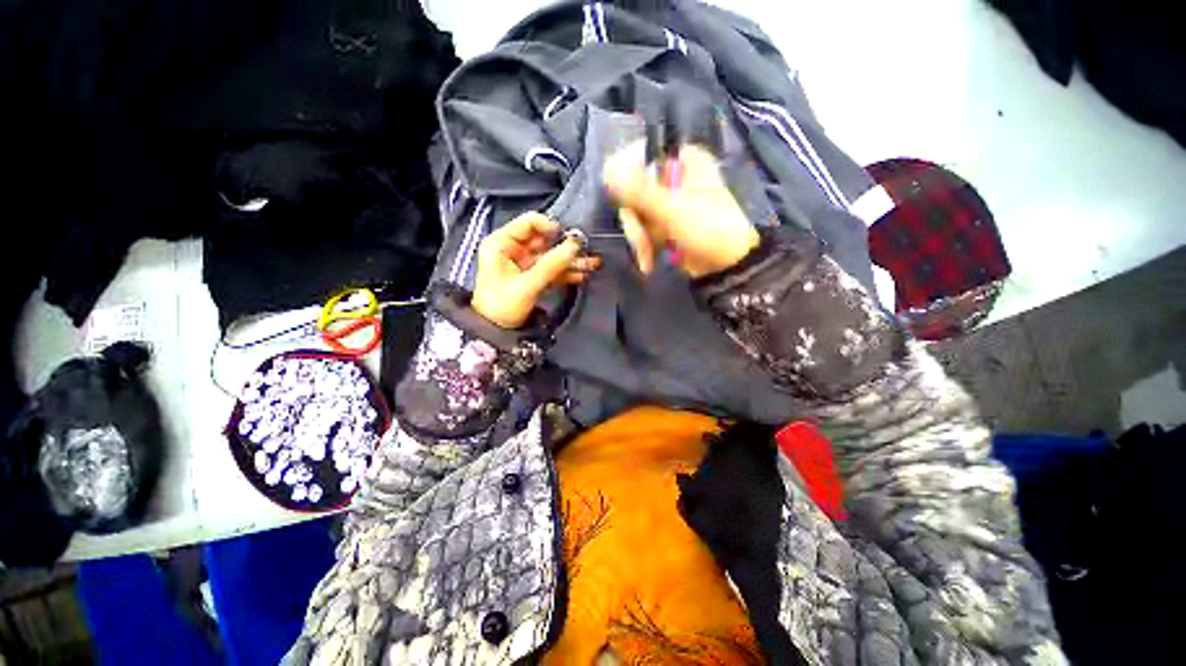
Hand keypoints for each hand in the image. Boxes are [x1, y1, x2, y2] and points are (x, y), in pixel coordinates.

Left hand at [471, 213, 601, 328]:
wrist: (494, 332)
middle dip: (566, 246)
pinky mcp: (533, 277)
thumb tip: (574, 246)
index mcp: (502, 243)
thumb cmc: (502, 305)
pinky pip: (552, 270)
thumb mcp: (526, 285)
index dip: (550, 226)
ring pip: (551, 256)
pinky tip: (582, 274)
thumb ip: (551, 265)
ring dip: (570, 261)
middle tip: (586, 250)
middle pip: (544, 240)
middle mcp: (513, 249)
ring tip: (592, 264)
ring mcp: (524, 264)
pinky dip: (566, 273)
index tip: (568, 236)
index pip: (528, 223)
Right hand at [603, 142, 759, 277]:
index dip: (627, 176)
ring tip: (647, 255)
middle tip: (640, 237)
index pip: (642, 155)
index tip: (622, 198)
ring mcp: (668, 202)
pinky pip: (643, 228)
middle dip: (635, 219)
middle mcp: (674, 176)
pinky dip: (644, 245)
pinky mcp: (665, 223)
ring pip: (636, 211)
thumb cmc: (708, 229)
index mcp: (684, 160)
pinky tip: (647, 261)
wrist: (725, 266)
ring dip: (639, 236)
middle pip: (635, 188)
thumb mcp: (673, 209)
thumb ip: (639, 190)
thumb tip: (608, 171)